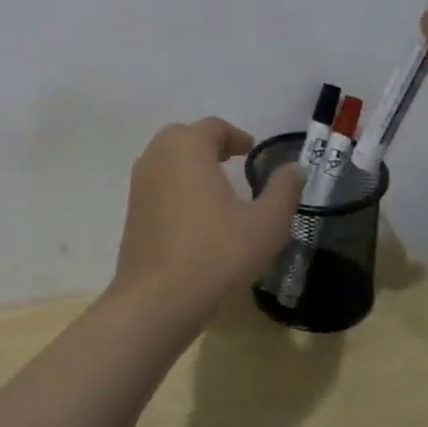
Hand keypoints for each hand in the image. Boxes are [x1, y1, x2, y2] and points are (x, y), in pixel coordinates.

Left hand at [110, 118, 305, 330]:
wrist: (157, 299)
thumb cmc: (216, 253)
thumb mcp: (265, 224)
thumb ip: (284, 191)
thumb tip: (295, 168)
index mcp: (187, 147)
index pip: (213, 127)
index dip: (235, 136)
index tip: (251, 151)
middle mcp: (157, 155)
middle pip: (185, 137)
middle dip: (210, 145)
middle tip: (233, 162)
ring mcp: (139, 183)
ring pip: (167, 160)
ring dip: (191, 164)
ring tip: (216, 187)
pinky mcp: (131, 210)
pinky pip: (157, 183)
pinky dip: (176, 185)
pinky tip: (194, 214)